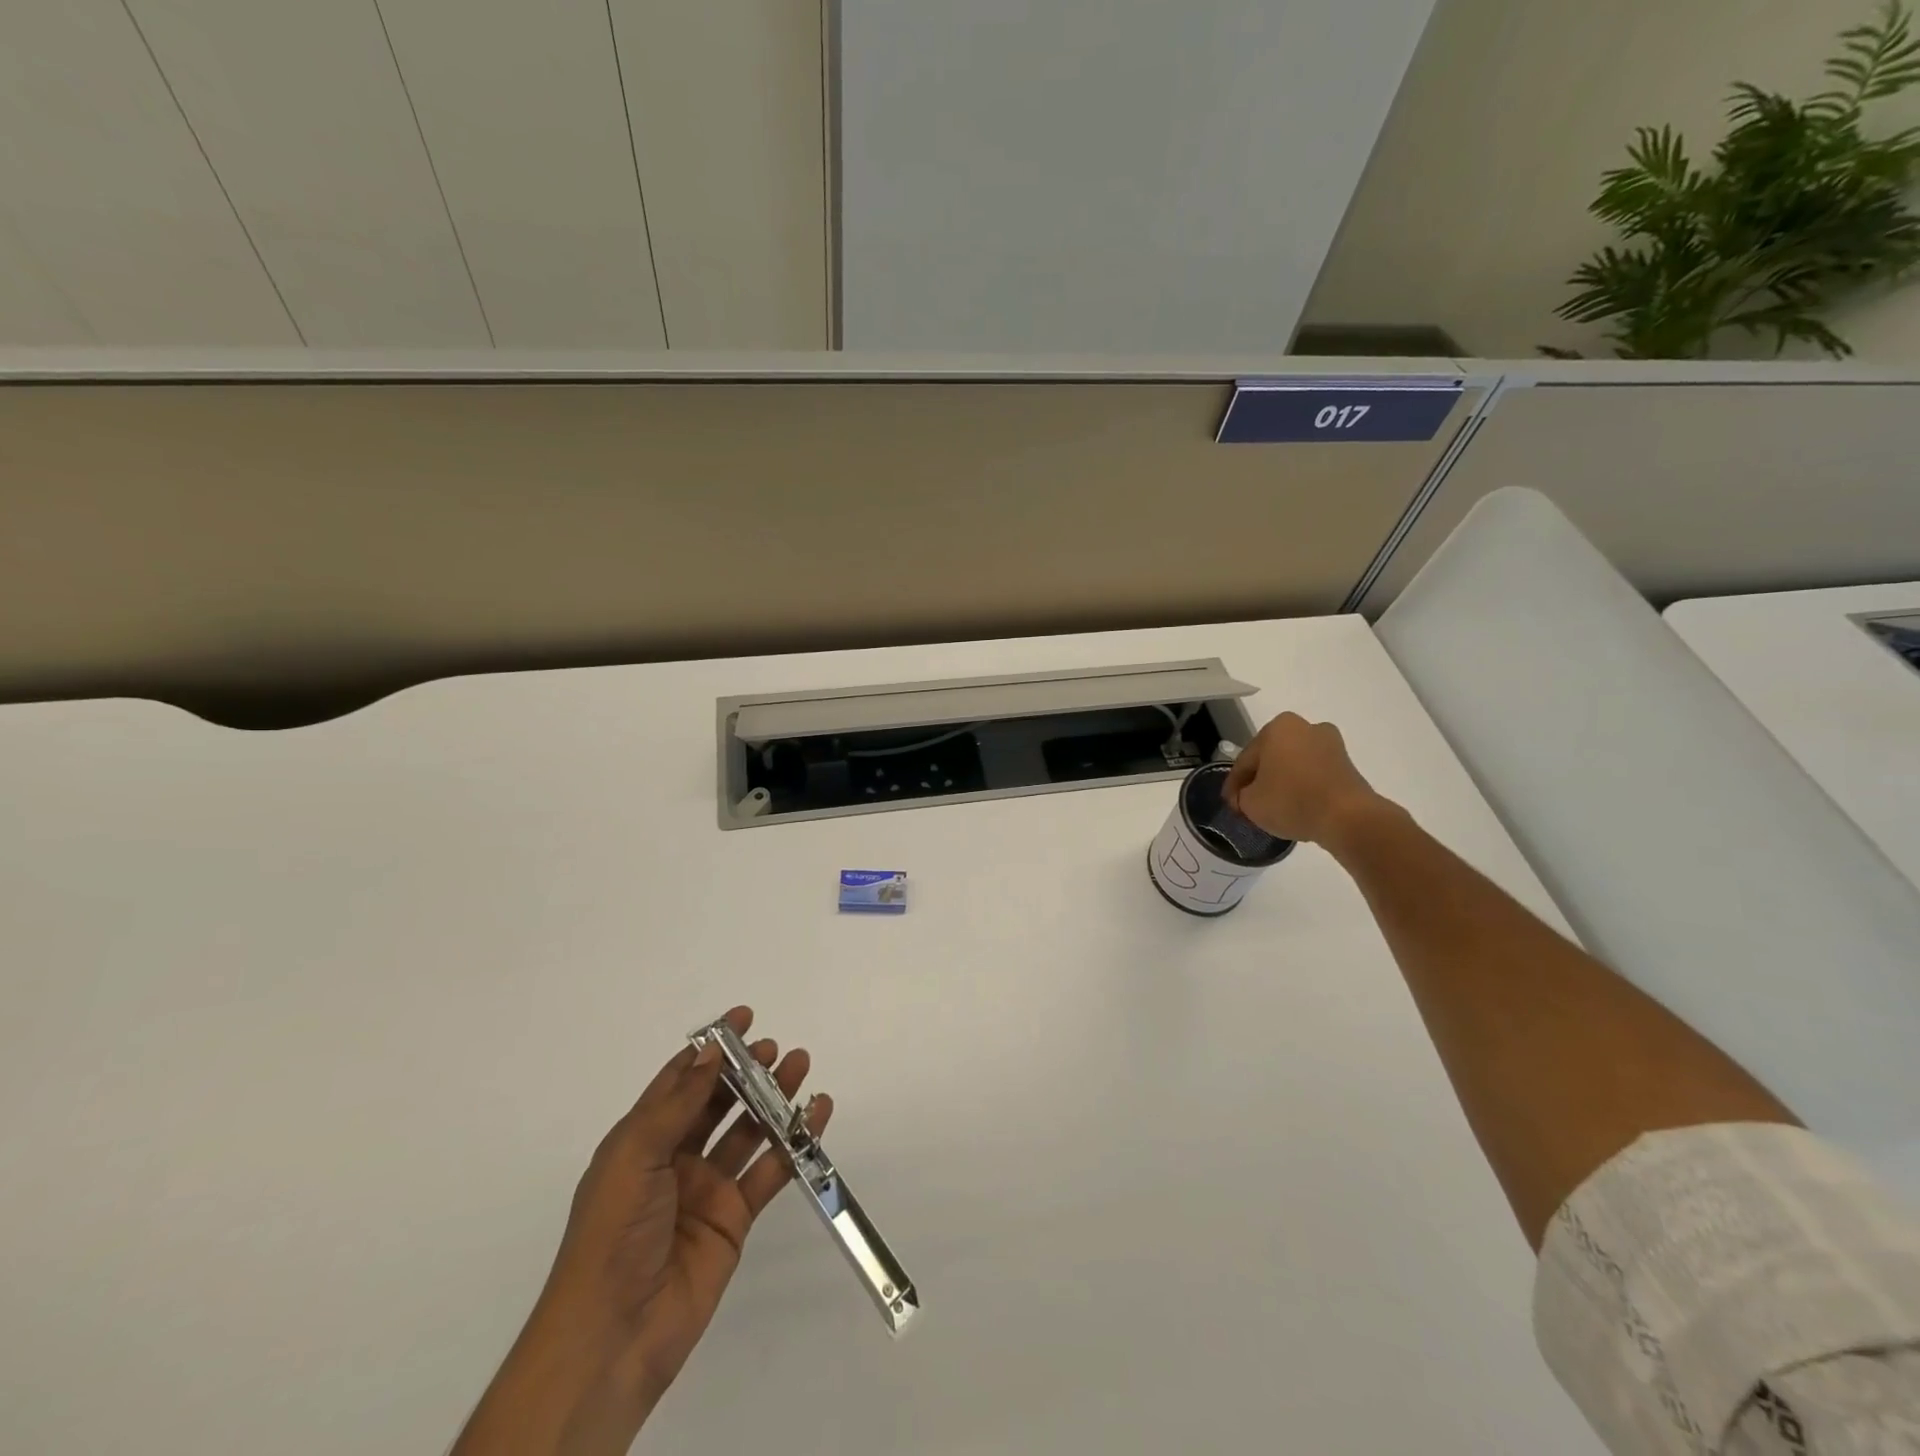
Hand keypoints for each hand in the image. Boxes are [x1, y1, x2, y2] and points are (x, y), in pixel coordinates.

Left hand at [452, 1006, 830, 1455]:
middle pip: (718, 1101)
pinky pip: (770, 1169)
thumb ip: (679, 1104)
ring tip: (801, 1066)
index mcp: (641, 1140)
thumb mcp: (636, 1156)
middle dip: (747, 1070)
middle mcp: (674, 1157)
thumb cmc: (614, 1233)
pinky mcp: (734, 1217)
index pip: (679, 1081)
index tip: (742, 1019)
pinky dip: (796, 1141)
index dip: (710, 1049)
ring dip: (774, 1098)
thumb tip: (711, 1053)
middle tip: (776, 1048)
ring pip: (748, 1129)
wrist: (615, 1334)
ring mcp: (706, 1188)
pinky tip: (817, 1115)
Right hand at [1221, 712, 1388, 847]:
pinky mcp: (1348, 764)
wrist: (1347, 818)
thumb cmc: (1291, 801)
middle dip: (1260, 779)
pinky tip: (1297, 806)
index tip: (1231, 803)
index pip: (1246, 760)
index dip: (1234, 784)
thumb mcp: (1249, 803)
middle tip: (1249, 804)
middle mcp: (1305, 727)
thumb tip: (1245, 797)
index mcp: (1277, 727)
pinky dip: (1303, 787)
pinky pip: (1314, 775)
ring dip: (1283, 782)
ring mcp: (1331, 744)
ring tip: (1274, 807)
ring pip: (1294, 765)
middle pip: (1271, 758)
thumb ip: (1240, 796)